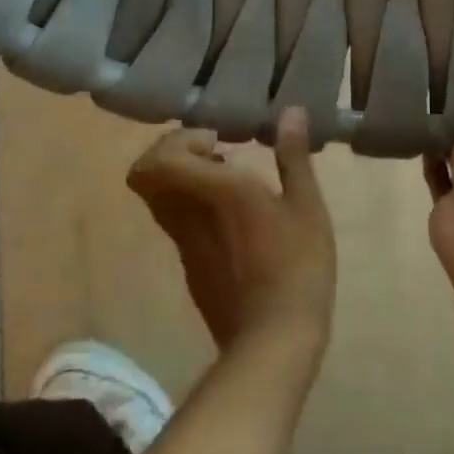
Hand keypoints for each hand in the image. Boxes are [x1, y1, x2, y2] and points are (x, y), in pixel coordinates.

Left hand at [128, 109, 335, 355]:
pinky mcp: (190, 268)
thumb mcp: (307, 207)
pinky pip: (175, 223)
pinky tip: (232, 217)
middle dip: (174, 154)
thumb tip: (291, 111)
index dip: (179, 140)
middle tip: (214, 153)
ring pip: (158, 199)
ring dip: (182, 180)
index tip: (218, 141)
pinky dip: (191, 207)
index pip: (160, 158)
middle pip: (145, 175)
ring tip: (228, 181)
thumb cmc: (297, 266)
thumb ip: (293, 156)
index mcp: (215, 192)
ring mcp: (184, 245)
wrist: (273, 343)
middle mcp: (188, 214)